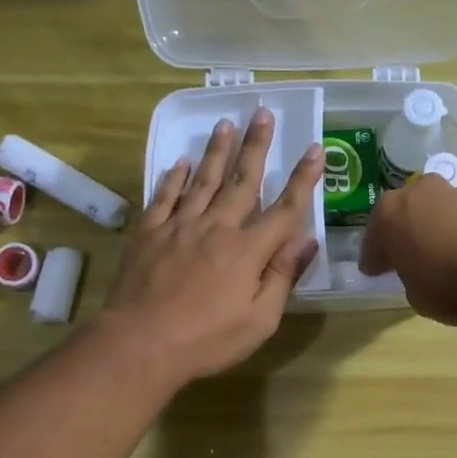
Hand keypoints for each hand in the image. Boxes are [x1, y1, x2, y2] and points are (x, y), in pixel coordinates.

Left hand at [102, 107, 322, 382]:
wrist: (141, 344)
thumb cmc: (207, 340)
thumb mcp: (260, 320)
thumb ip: (282, 277)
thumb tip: (307, 240)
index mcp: (248, 251)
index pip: (284, 209)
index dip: (303, 179)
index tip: (315, 149)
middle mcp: (217, 228)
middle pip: (242, 181)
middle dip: (256, 146)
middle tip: (263, 113)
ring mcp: (179, 227)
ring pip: (203, 180)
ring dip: (216, 151)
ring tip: (226, 124)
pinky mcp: (149, 233)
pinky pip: (164, 197)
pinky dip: (174, 178)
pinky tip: (181, 163)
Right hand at [358, 175, 456, 325]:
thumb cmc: (448, 285)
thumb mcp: (414, 294)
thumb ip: (408, 276)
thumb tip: (418, 269)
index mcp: (386, 216)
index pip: (372, 243)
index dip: (374, 262)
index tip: (375, 274)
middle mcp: (413, 194)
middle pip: (398, 217)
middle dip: (398, 236)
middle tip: (401, 260)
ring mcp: (447, 192)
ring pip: (426, 212)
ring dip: (425, 229)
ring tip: (432, 256)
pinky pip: (451, 217)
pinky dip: (449, 230)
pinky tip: (456, 251)